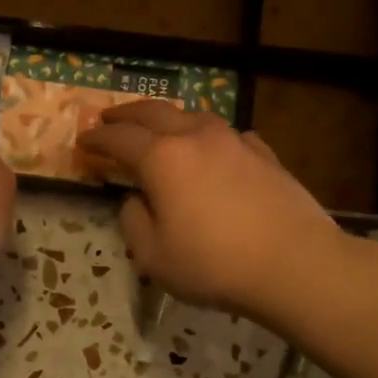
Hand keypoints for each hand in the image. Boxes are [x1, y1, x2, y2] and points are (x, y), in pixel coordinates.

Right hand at [76, 102, 341, 317]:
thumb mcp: (153, 256)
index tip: (83, 142)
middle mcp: (196, 138)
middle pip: (154, 112)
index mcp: (162, 159)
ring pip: (194, 115)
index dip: (97, 139)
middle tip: (109, 119)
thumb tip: (136, 200)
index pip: (119, 139)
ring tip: (159, 126)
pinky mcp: (264, 154)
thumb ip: (134, 221)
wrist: (294, 263)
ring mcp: (234, 141)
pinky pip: (228, 135)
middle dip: (126, 114)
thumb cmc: (214, 264)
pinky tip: (215, 148)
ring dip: (169, 117)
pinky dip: (209, 136)